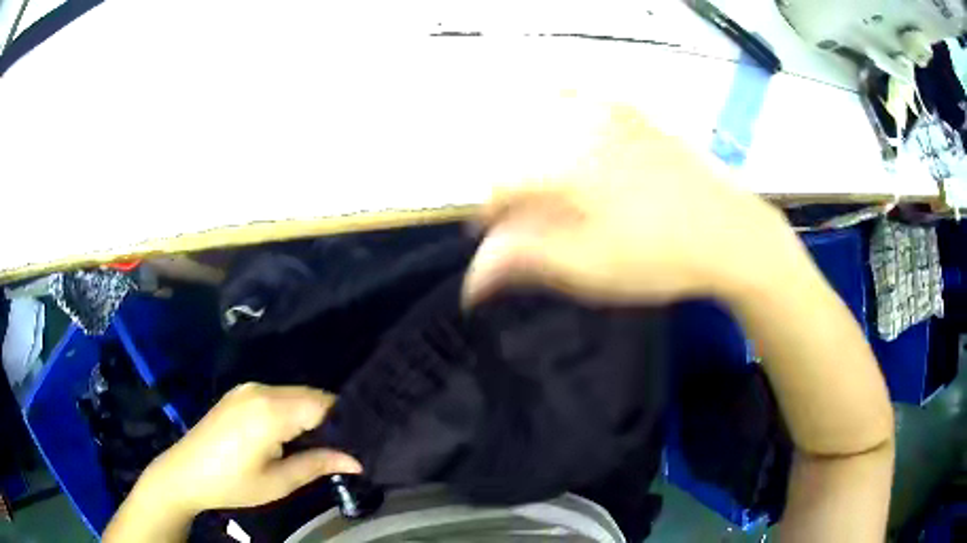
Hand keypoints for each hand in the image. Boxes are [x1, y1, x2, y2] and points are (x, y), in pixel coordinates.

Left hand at [136, 383, 360, 514]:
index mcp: (270, 411)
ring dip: (311, 415)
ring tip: (322, 443)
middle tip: (344, 446)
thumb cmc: (232, 483)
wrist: (185, 472)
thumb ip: (318, 465)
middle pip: (310, 396)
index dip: (345, 421)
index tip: (360, 441)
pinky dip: (292, 411)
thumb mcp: (278, 482)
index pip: (323, 404)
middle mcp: (261, 390)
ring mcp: (247, 388)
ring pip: (294, 395)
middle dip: (330, 418)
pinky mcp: (240, 393)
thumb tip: (357, 460)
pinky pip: (277, 396)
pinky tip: (293, 434)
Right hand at [463, 103, 798, 305]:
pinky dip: (567, 105)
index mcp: (564, 167)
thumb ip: (524, 260)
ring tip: (544, 185)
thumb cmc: (660, 257)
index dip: (490, 218)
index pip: (502, 186)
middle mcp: (582, 129)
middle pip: (522, 154)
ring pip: (549, 122)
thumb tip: (474, 274)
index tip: (494, 244)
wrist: (733, 235)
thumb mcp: (587, 268)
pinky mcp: (640, 117)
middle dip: (513, 191)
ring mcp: (615, 117)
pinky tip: (567, 117)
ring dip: (535, 151)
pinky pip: (588, 97)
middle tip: (523, 224)